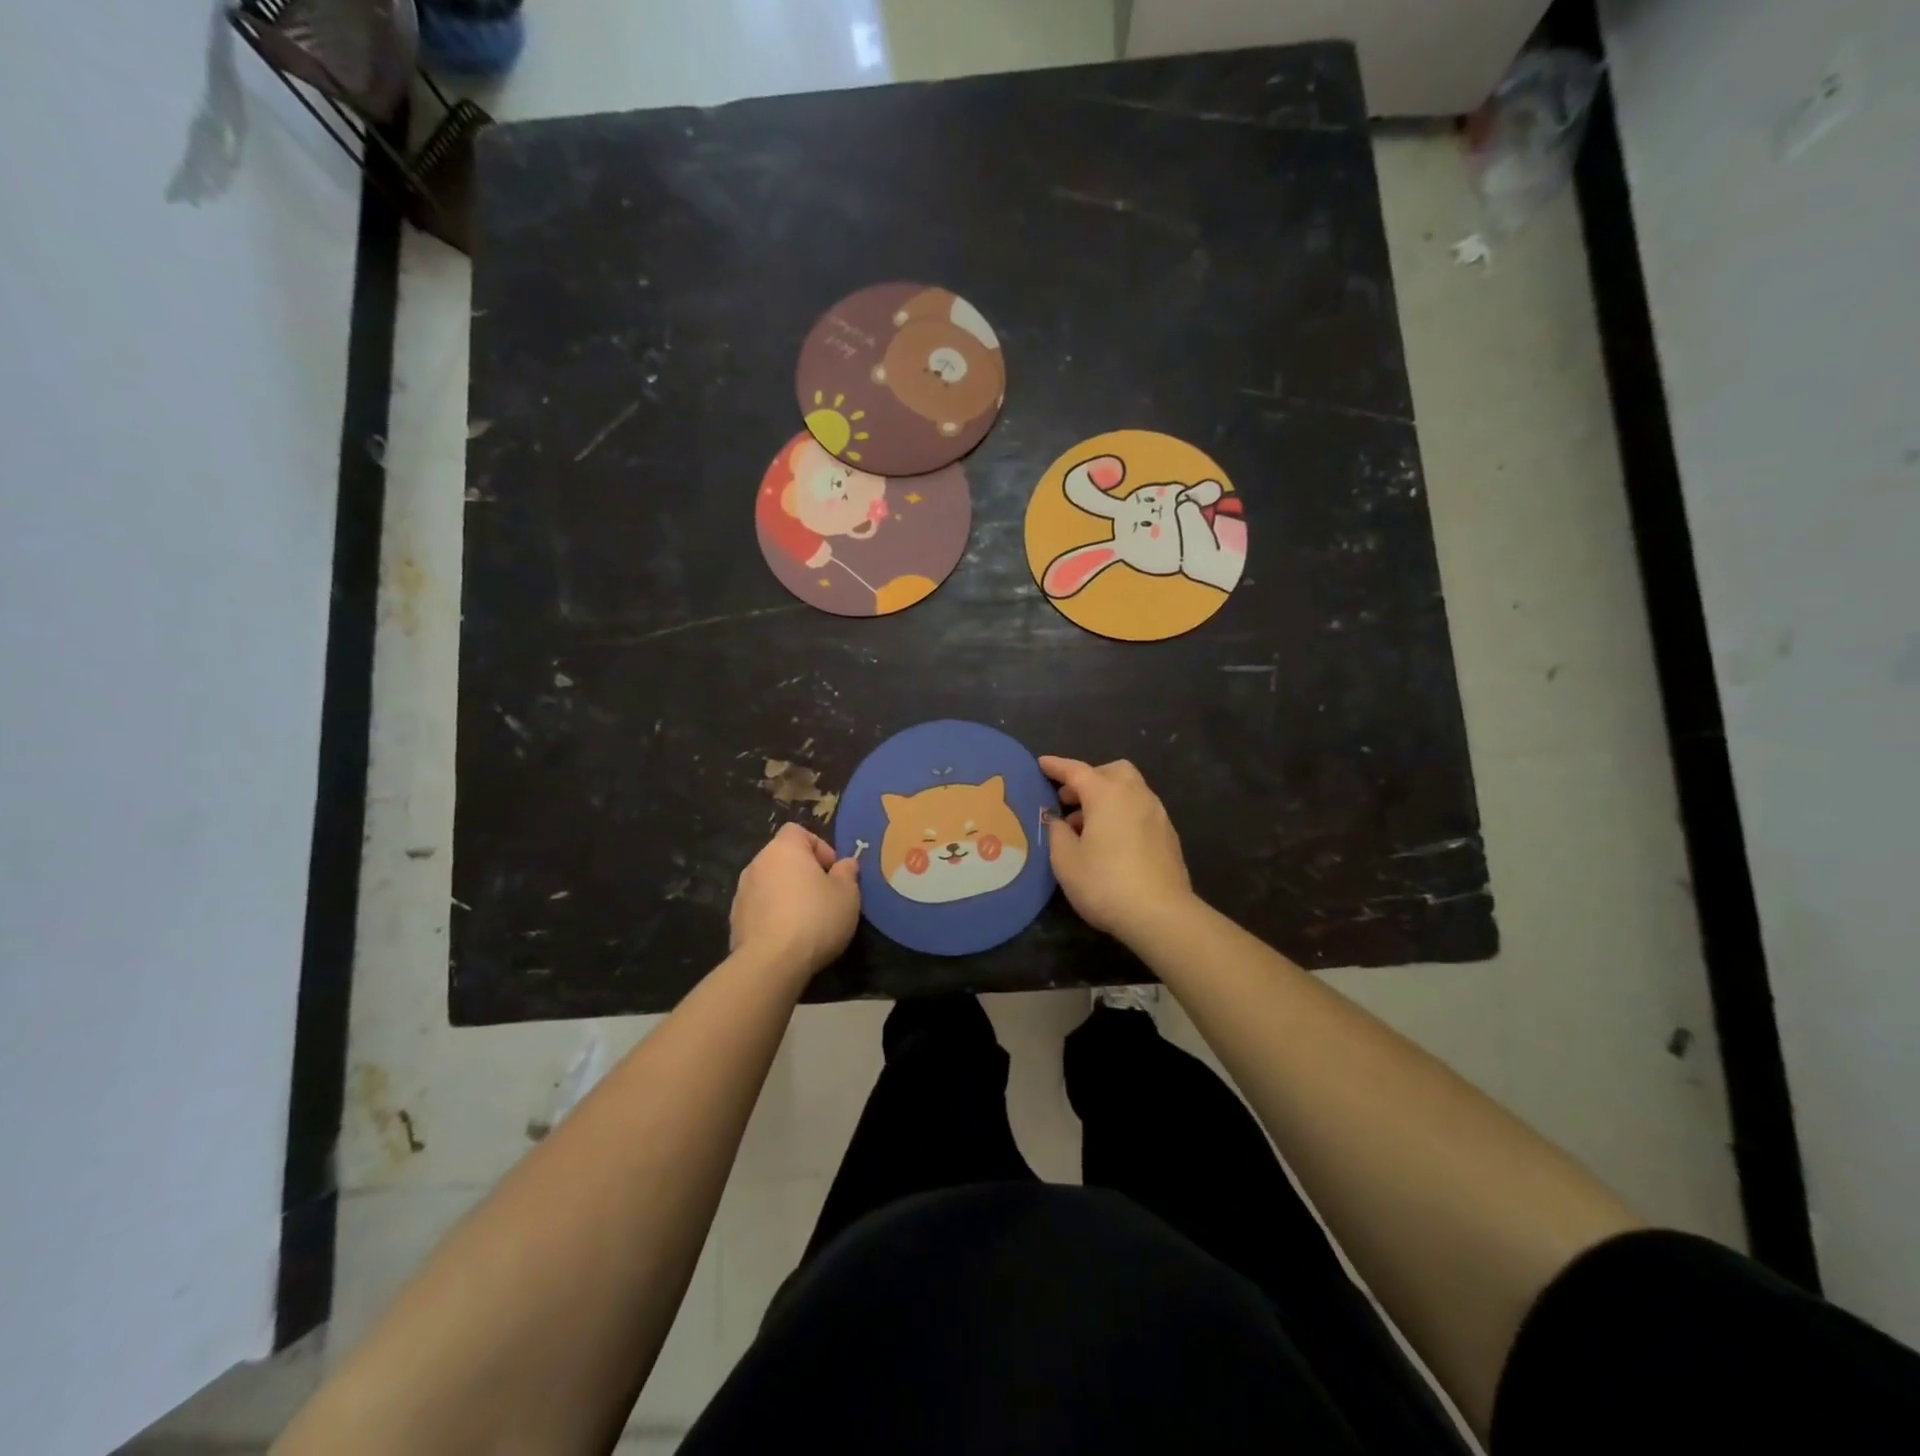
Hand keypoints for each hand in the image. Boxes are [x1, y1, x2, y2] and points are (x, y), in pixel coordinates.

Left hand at [729, 823, 860, 978]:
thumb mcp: (847, 894)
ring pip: (770, 884)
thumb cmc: (815, 918)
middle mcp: (757, 863)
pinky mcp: (735, 920)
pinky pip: (759, 908)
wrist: (770, 962)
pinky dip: (772, 915)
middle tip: (824, 896)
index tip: (832, 871)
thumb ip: (847, 873)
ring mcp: (742, 892)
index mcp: (784, 849)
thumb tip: (845, 864)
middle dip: (802, 873)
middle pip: (782, 858)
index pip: (798, 831)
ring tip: (806, 920)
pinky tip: (788, 937)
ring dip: (786, 894)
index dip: (818, 847)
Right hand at [1039, 756, 1195, 942]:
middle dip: (1090, 779)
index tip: (1042, 764)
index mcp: (1107, 794)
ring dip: (1107, 798)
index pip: (1077, 771)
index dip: (1057, 766)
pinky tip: (1112, 842)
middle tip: (1069, 799)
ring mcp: (1157, 814)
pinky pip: (1140, 811)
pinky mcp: (1168, 836)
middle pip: (1112, 772)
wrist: (1161, 914)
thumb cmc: (1105, 883)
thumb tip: (1058, 821)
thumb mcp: (1066, 861)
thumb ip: (1058, 833)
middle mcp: (1135, 795)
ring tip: (1086, 827)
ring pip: (1130, 791)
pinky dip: (1123, 814)